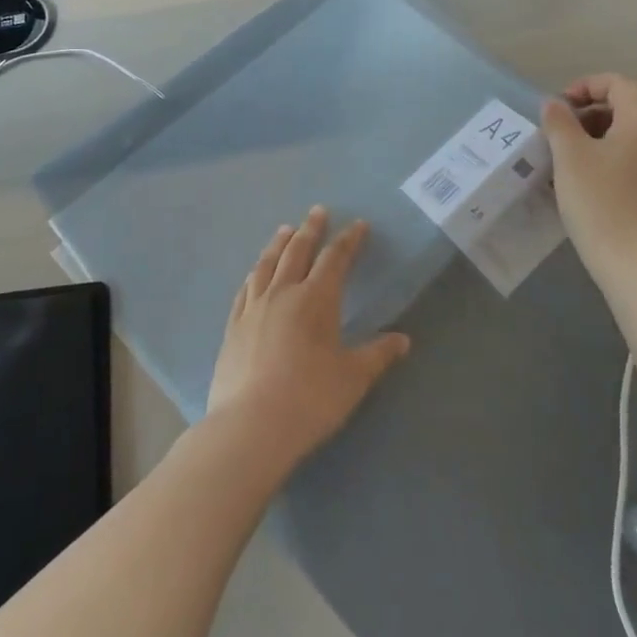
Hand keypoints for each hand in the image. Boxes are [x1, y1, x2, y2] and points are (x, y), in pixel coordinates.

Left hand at [205, 207, 409, 469]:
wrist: (251, 425)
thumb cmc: (310, 399)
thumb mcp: (353, 378)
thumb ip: (378, 354)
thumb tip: (403, 340)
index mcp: (316, 299)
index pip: (335, 259)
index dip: (348, 240)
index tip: (358, 225)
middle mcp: (283, 294)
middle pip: (298, 251)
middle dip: (311, 230)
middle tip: (318, 211)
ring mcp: (253, 308)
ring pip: (267, 264)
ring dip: (279, 244)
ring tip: (285, 230)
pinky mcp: (233, 327)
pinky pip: (245, 289)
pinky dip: (255, 273)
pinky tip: (255, 273)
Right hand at [541, 74, 636, 273]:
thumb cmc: (600, 202)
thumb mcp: (569, 156)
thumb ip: (559, 122)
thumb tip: (555, 104)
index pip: (618, 83)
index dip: (586, 85)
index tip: (559, 107)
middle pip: (627, 109)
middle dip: (590, 113)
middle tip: (560, 134)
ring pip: (632, 138)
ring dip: (599, 139)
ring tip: (569, 161)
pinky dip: (613, 161)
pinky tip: (591, 186)